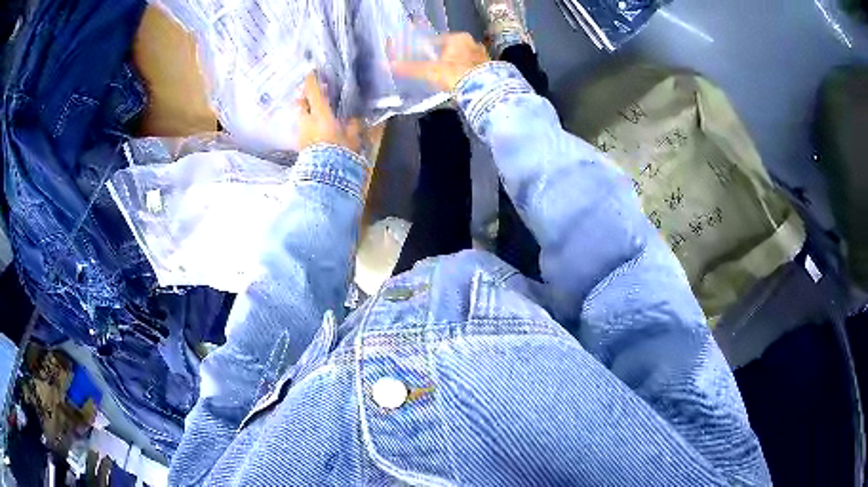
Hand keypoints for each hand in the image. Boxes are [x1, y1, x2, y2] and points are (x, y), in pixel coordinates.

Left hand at [298, 72, 361, 152]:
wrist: (325, 177)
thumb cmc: (340, 152)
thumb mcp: (352, 137)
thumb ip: (352, 125)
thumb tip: (353, 118)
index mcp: (320, 113)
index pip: (313, 91)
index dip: (312, 80)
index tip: (311, 72)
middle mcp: (307, 120)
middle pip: (301, 102)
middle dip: (305, 95)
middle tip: (312, 92)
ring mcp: (301, 133)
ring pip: (300, 115)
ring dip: (305, 110)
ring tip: (314, 110)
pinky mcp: (300, 145)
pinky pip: (302, 128)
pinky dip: (307, 123)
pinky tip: (314, 127)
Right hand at [390, 33, 489, 91]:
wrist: (485, 90)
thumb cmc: (455, 74)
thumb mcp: (430, 71)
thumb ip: (410, 68)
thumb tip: (386, 65)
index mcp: (459, 38)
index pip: (437, 40)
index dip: (427, 49)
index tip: (420, 58)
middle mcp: (473, 44)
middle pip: (452, 50)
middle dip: (443, 58)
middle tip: (432, 69)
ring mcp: (484, 57)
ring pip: (463, 59)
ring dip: (455, 67)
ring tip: (445, 78)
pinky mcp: (491, 70)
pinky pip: (473, 70)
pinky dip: (465, 75)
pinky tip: (459, 84)